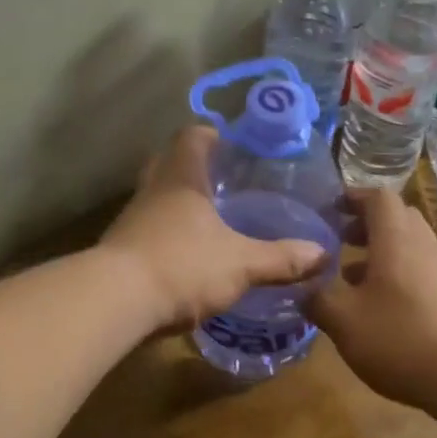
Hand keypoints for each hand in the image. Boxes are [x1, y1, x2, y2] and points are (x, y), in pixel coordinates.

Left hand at [100, 126, 326, 330]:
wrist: (114, 302)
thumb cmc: (182, 266)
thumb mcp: (240, 264)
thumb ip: (280, 259)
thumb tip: (323, 254)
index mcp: (181, 177)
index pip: (192, 136)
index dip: (212, 135)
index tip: (234, 146)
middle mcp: (152, 190)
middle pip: (170, 163)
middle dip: (196, 169)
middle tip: (225, 183)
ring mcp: (131, 219)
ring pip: (157, 198)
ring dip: (180, 204)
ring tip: (212, 220)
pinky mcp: (121, 249)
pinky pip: (149, 231)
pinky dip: (168, 235)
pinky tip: (189, 255)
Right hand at [309, 189, 436, 416]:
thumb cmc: (402, 339)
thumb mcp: (344, 321)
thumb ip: (318, 299)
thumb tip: (303, 288)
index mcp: (396, 239)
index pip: (378, 198)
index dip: (354, 196)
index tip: (331, 207)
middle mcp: (423, 246)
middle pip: (397, 219)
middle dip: (366, 225)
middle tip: (340, 239)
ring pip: (409, 247)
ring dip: (380, 254)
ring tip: (350, 278)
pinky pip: (420, 272)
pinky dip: (396, 277)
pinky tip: (379, 309)